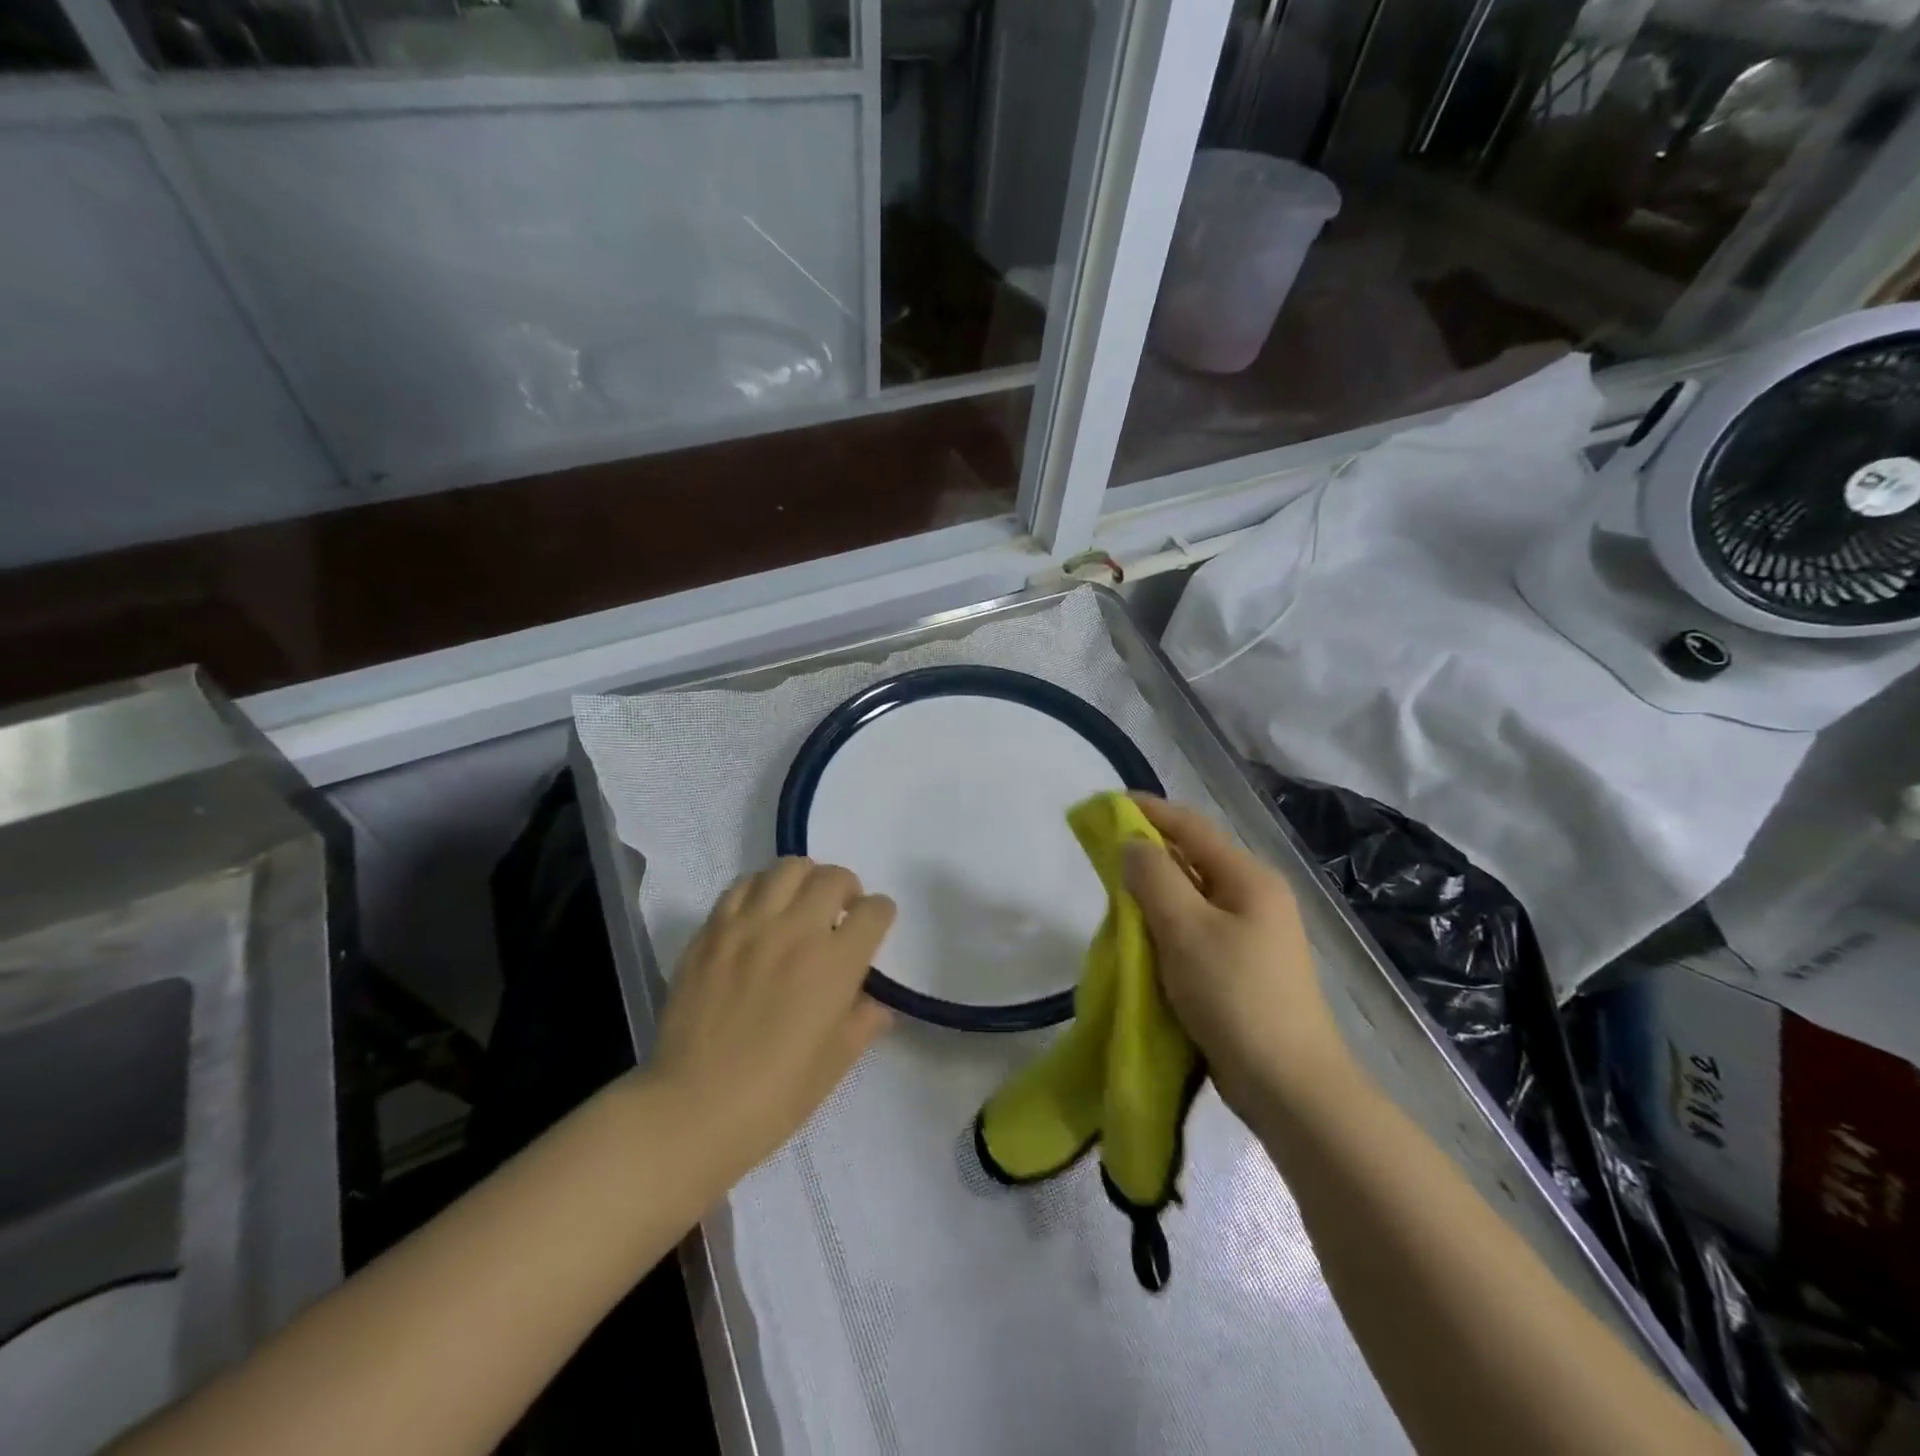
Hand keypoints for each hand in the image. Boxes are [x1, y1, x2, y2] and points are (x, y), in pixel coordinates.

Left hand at [652, 858, 894, 1170]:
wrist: (692, 1108)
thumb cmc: (776, 1095)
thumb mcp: (837, 1062)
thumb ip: (864, 1021)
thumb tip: (875, 1002)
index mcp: (835, 964)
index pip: (874, 911)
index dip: (880, 915)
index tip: (873, 927)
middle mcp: (795, 931)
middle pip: (833, 877)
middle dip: (847, 888)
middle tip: (840, 911)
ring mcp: (748, 926)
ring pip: (786, 868)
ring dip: (804, 880)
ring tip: (799, 904)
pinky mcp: (711, 931)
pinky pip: (740, 886)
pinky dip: (759, 890)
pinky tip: (758, 914)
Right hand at [1122, 796, 1349, 1120]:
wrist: (1288, 1085)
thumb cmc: (1235, 996)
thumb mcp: (1185, 929)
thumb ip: (1154, 877)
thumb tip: (1133, 843)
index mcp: (1249, 878)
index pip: (1191, 827)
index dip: (1149, 811)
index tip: (1107, 805)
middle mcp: (1255, 898)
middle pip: (1193, 859)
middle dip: (1148, 853)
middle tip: (1104, 856)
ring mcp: (1253, 935)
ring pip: (1192, 897)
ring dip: (1155, 892)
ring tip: (1116, 896)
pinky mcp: (1243, 968)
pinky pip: (1196, 930)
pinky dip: (1166, 925)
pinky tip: (1143, 939)